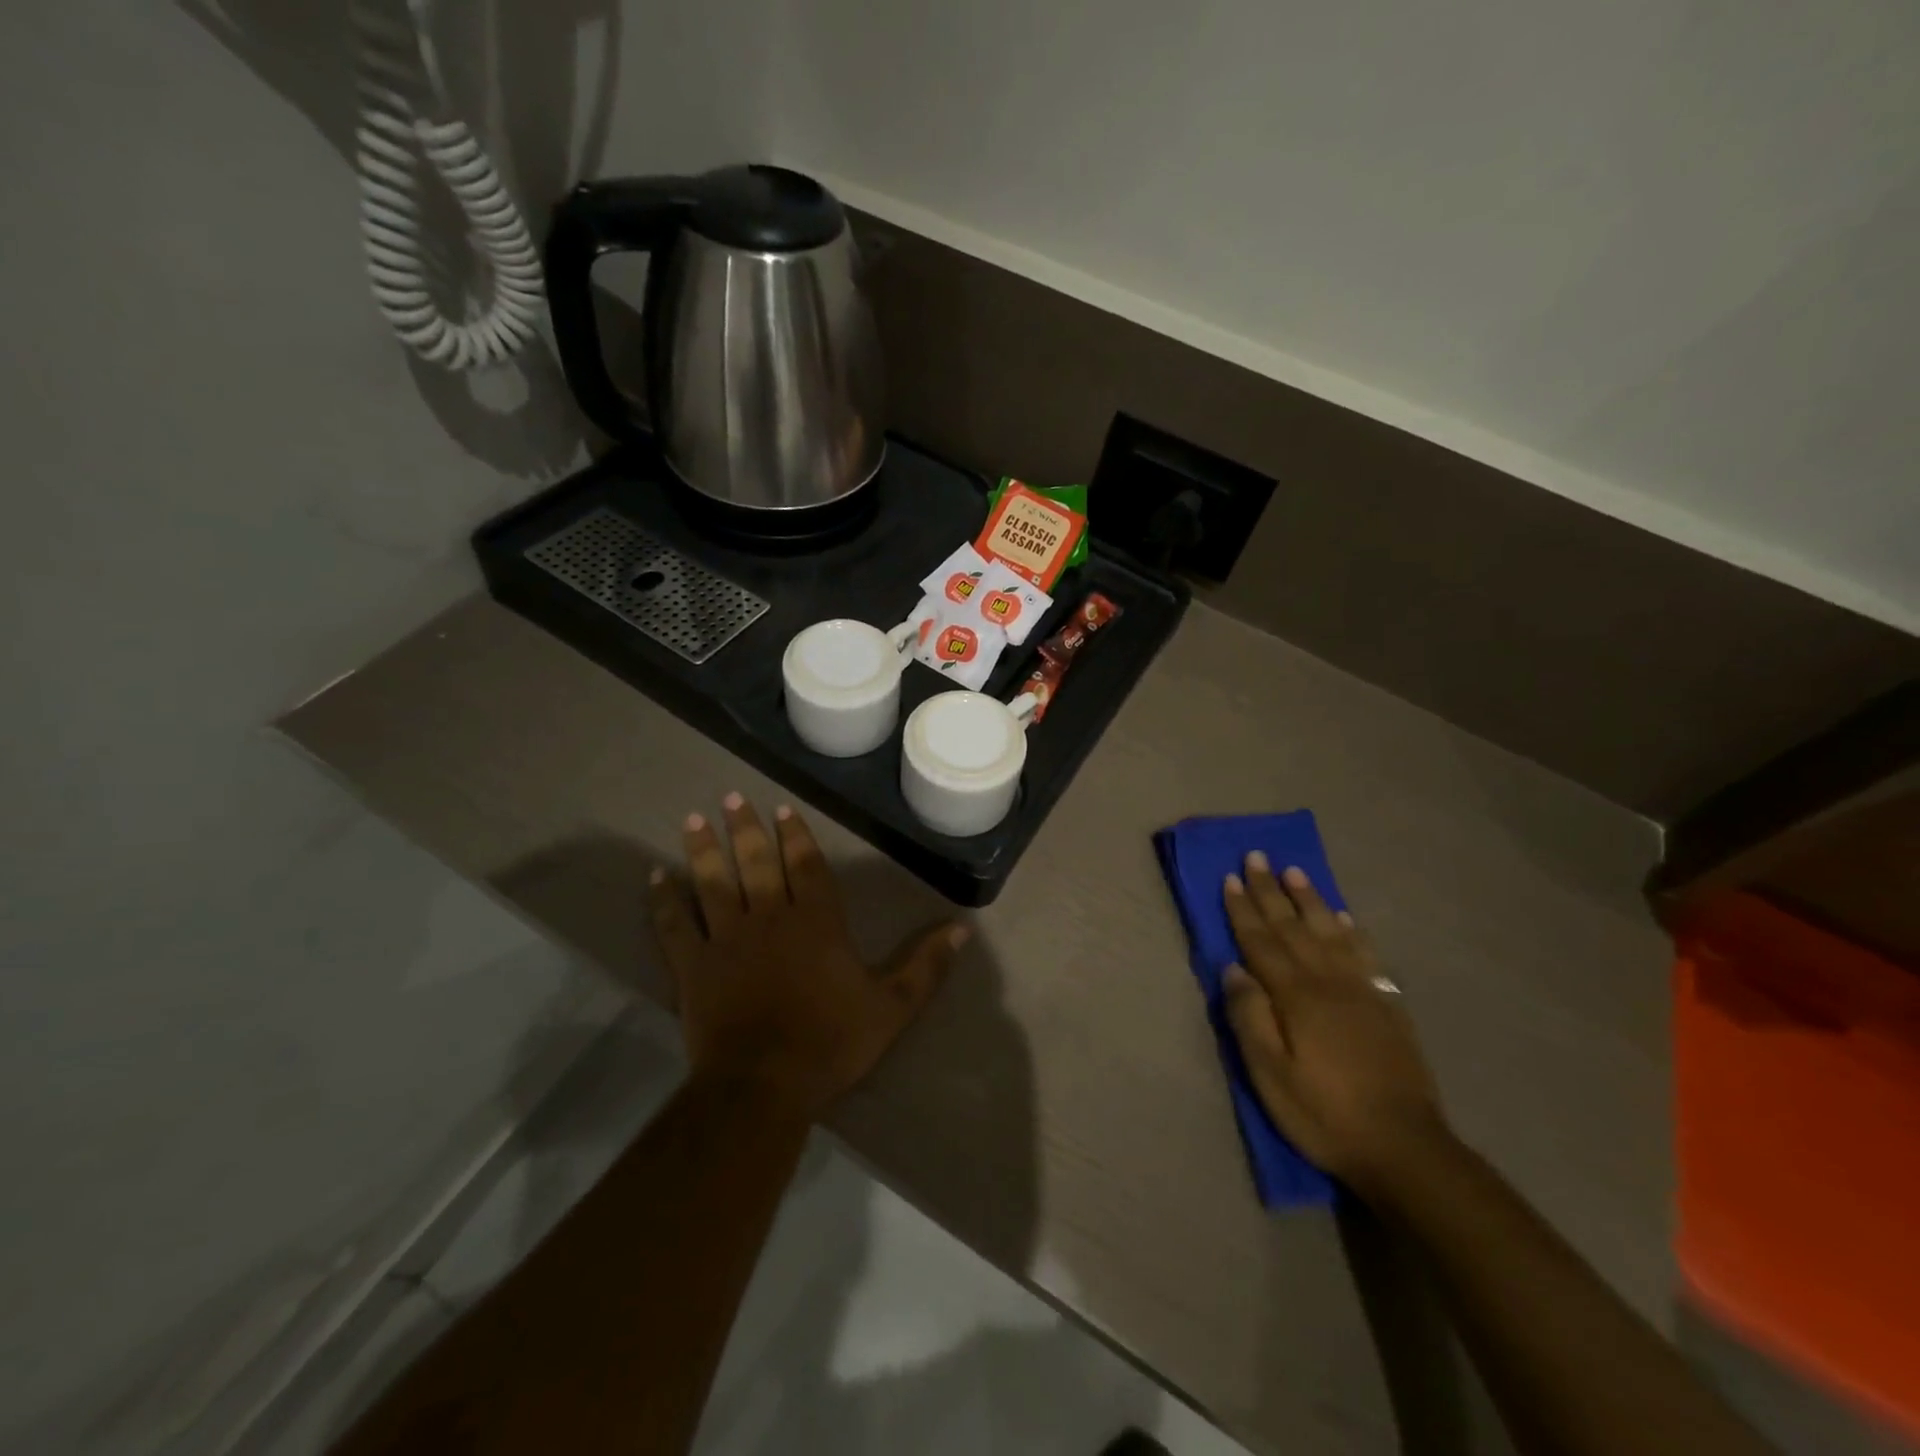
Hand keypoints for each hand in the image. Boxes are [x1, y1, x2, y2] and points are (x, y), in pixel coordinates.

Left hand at [648, 794, 966, 1122]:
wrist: (764, 1085)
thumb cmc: (831, 1041)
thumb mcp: (893, 1007)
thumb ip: (926, 966)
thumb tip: (963, 929)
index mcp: (817, 922)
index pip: (806, 865)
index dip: (795, 834)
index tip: (781, 808)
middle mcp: (769, 917)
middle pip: (757, 862)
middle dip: (746, 828)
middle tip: (732, 796)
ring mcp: (727, 939)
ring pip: (714, 882)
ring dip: (704, 848)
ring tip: (693, 817)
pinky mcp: (693, 966)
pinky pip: (675, 925)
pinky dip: (664, 899)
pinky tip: (656, 875)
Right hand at [1220, 854, 1444, 1189]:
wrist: (1405, 1148)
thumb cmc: (1324, 1113)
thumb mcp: (1270, 1075)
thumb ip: (1250, 1017)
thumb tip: (1233, 969)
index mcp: (1296, 996)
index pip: (1261, 942)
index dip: (1242, 909)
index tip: (1229, 877)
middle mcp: (1328, 981)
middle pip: (1293, 927)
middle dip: (1271, 891)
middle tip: (1256, 857)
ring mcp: (1362, 990)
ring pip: (1331, 931)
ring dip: (1310, 899)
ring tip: (1295, 871)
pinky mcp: (1387, 1006)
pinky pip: (1366, 954)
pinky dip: (1351, 930)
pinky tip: (1344, 917)